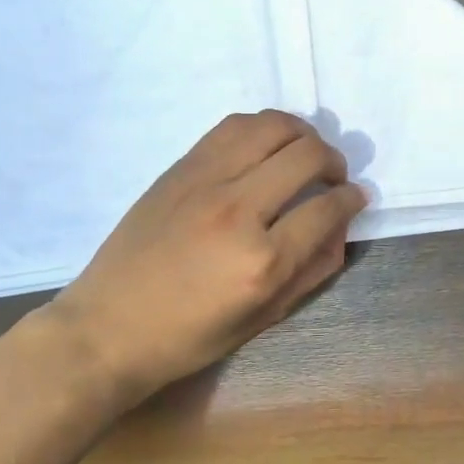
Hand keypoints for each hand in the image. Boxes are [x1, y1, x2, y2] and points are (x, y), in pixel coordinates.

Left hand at [46, 111, 365, 409]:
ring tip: (304, 152)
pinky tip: (266, 146)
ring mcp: (205, 182)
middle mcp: (238, 211)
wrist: (108, 327)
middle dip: (334, 162)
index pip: (327, 209)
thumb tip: (342, 226)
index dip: (351, 199)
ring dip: (302, 134)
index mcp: (262, 262)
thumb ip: (312, 270)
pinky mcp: (180, 168)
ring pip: (271, 127)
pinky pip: (233, 127)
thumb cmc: (189, 337)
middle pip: (306, 156)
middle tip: (333, 177)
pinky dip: (262, 128)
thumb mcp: (263, 318)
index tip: (355, 198)